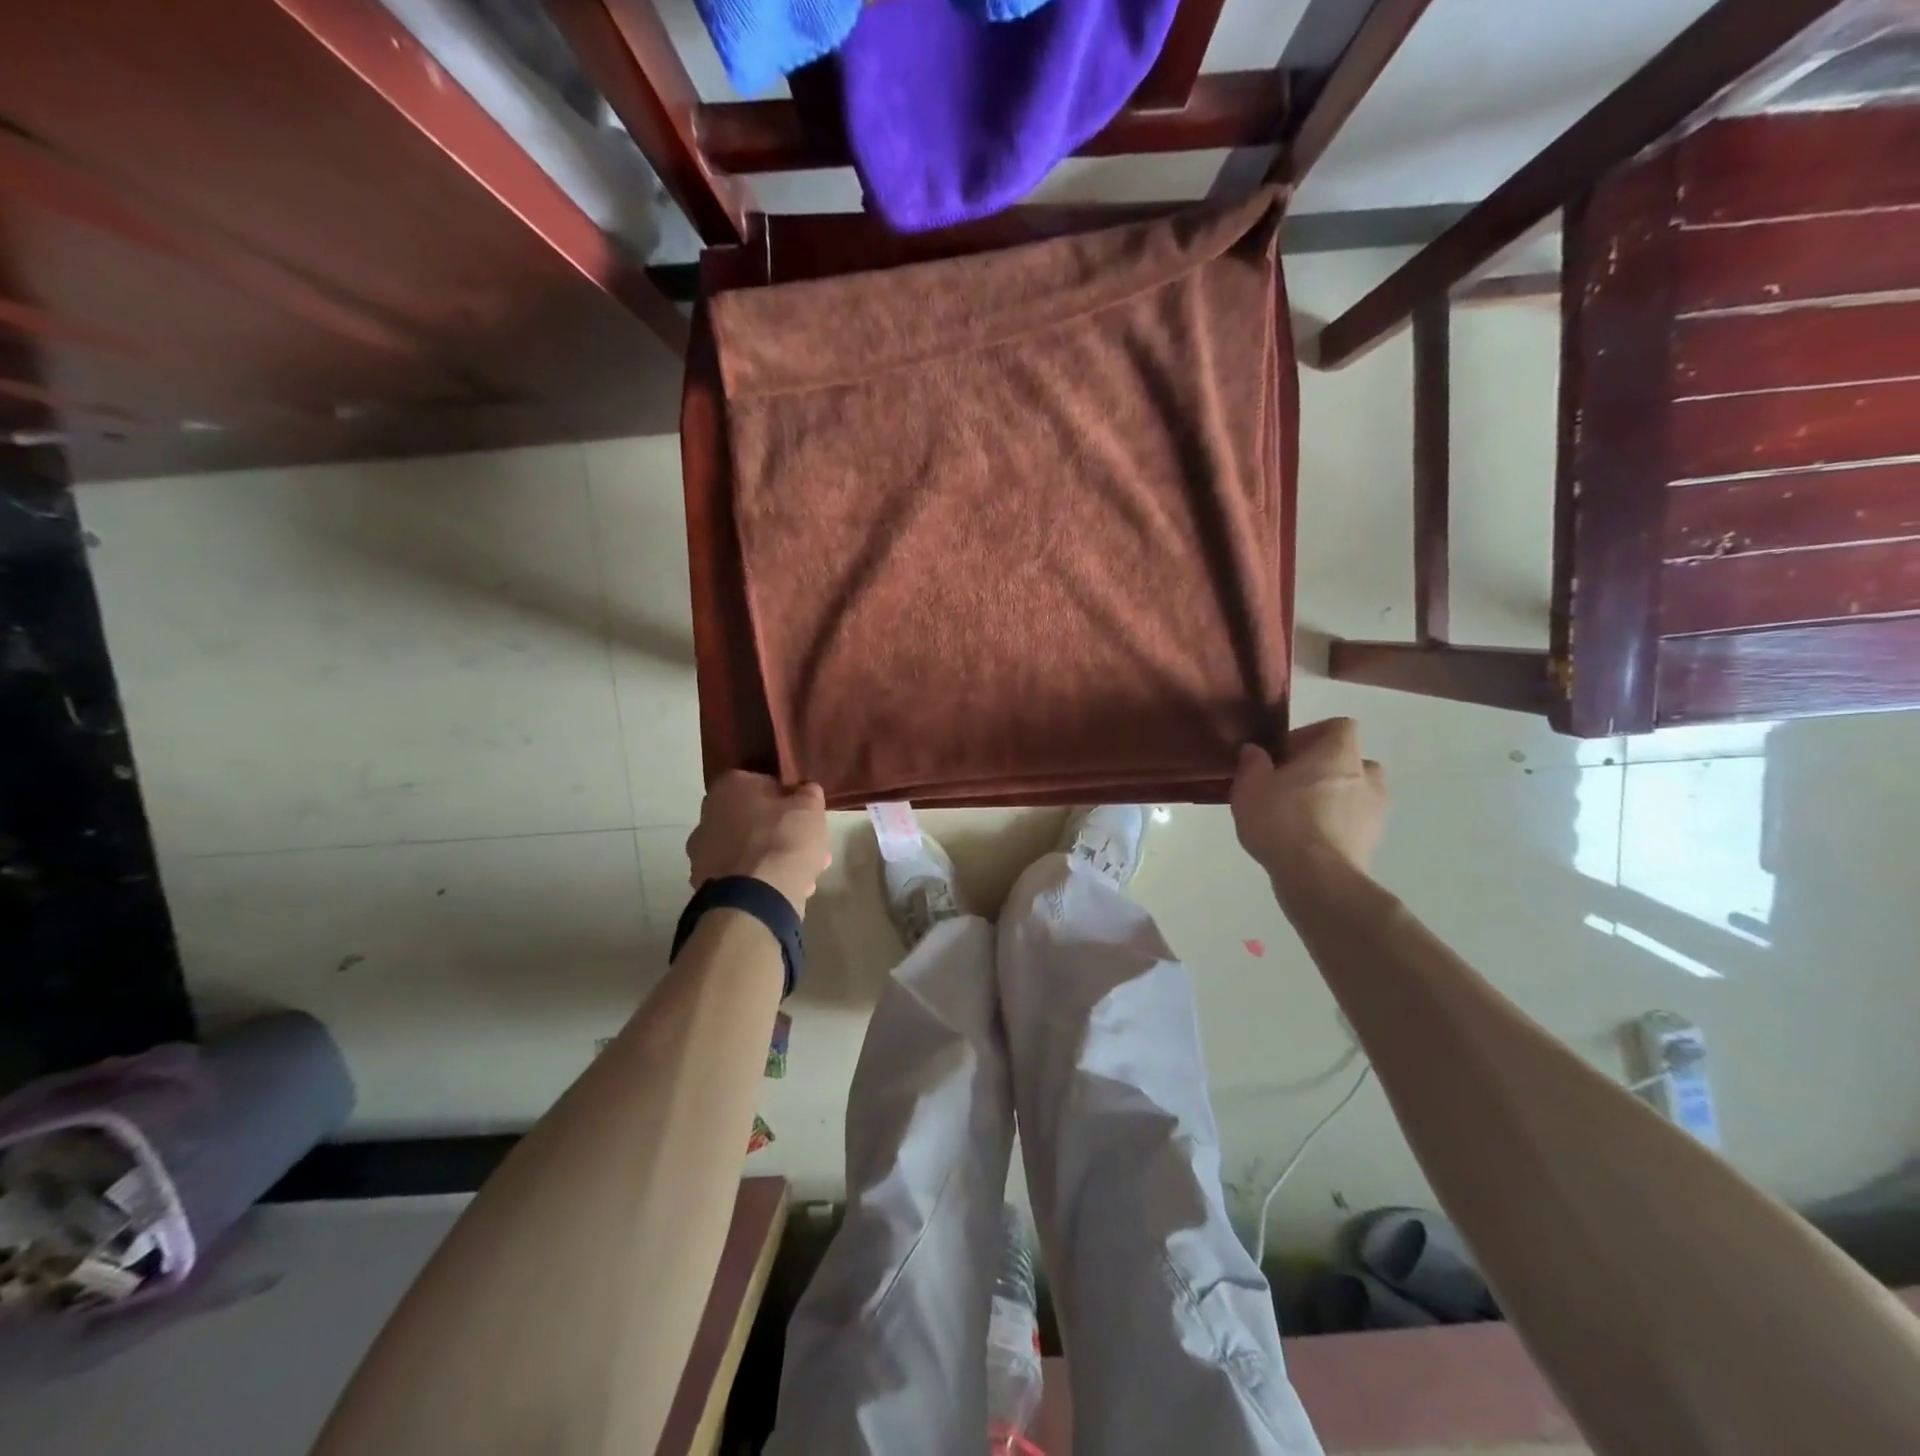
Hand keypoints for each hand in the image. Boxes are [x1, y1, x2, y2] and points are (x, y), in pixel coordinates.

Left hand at [686, 772, 830, 913]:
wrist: (755, 898)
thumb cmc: (784, 840)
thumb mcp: (810, 808)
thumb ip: (808, 794)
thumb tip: (804, 791)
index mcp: (729, 786)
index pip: (764, 784)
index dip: (789, 800)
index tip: (805, 815)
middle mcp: (708, 814)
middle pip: (754, 820)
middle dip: (781, 833)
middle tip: (808, 848)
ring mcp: (701, 851)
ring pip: (748, 850)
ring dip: (772, 859)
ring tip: (804, 877)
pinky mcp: (704, 883)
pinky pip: (740, 875)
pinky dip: (759, 880)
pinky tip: (784, 891)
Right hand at [1230, 718, 1385, 894]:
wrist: (1317, 877)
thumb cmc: (1282, 820)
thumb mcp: (1250, 787)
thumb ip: (1252, 763)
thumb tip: (1255, 751)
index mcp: (1339, 753)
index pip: (1339, 726)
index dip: (1312, 734)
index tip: (1286, 754)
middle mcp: (1366, 776)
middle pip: (1350, 761)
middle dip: (1323, 769)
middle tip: (1292, 786)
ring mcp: (1376, 811)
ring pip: (1355, 793)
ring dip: (1332, 799)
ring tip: (1299, 816)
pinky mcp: (1373, 842)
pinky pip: (1354, 823)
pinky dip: (1336, 826)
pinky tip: (1307, 841)